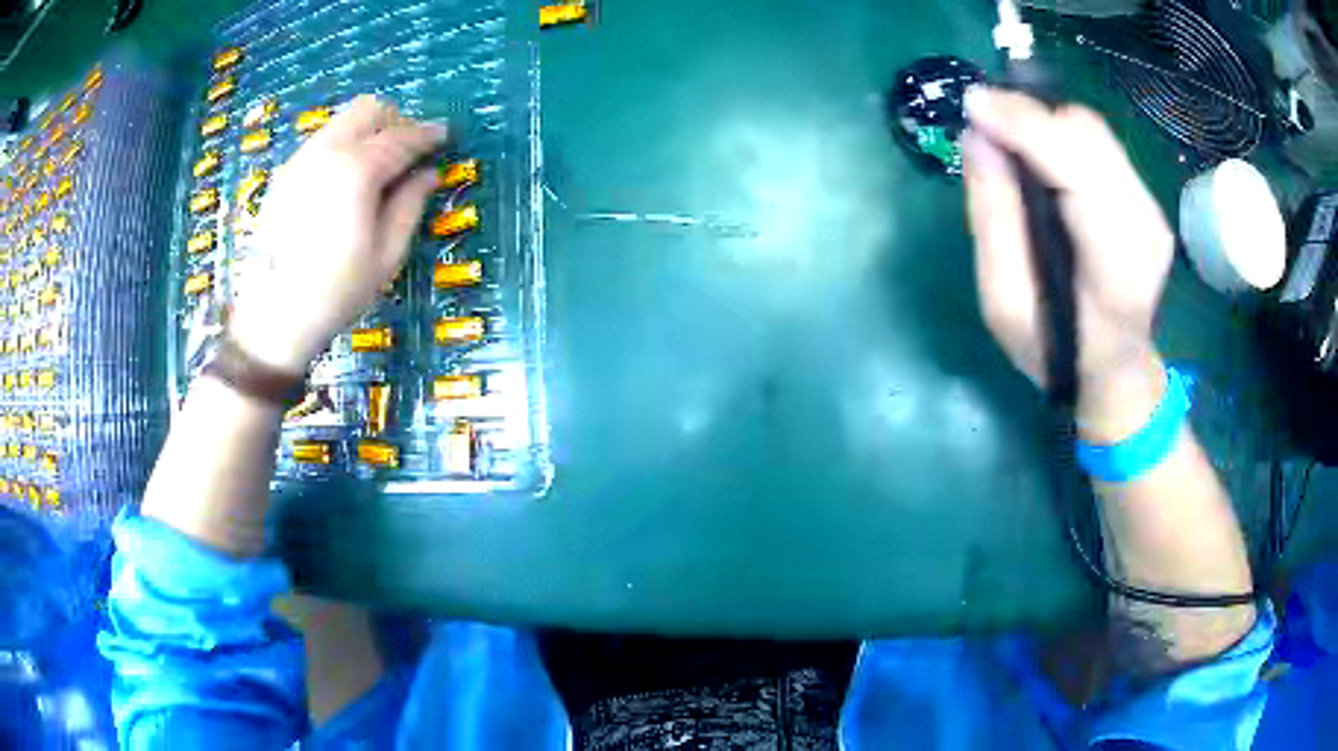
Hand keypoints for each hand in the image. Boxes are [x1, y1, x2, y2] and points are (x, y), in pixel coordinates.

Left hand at [230, 96, 446, 373]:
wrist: (272, 317)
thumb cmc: (336, 292)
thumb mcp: (386, 256)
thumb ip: (410, 205)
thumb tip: (429, 174)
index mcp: (358, 170)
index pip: (402, 136)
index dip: (428, 134)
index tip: (445, 136)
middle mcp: (327, 151)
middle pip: (369, 109)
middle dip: (396, 120)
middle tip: (408, 150)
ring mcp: (300, 160)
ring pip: (341, 120)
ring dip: (367, 129)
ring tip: (377, 164)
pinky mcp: (283, 175)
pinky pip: (321, 140)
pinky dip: (342, 144)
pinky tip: (344, 179)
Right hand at [961, 88, 1172, 437]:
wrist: (1115, 366)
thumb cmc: (1055, 348)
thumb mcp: (1005, 303)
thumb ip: (993, 219)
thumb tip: (978, 137)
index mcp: (1115, 268)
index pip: (1077, 170)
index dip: (1025, 127)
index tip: (973, 104)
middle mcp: (1145, 227)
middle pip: (1088, 136)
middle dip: (1029, 115)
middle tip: (982, 119)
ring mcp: (1152, 209)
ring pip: (1093, 130)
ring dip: (1043, 121)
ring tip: (1005, 135)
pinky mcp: (1147, 197)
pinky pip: (1100, 142)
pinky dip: (1060, 134)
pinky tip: (1038, 152)